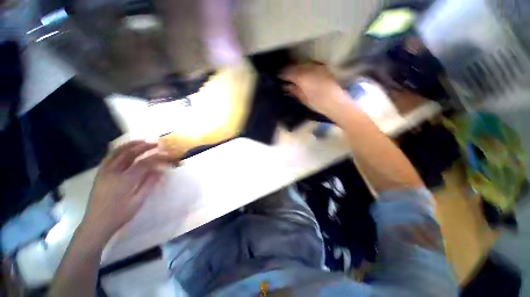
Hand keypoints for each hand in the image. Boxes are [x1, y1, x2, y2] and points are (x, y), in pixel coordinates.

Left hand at [80, 140, 171, 243]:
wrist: (96, 223)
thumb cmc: (119, 215)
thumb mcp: (138, 201)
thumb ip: (149, 184)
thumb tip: (160, 170)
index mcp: (125, 180)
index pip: (144, 163)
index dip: (157, 157)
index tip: (168, 154)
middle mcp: (113, 172)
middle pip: (130, 153)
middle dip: (145, 146)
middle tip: (156, 143)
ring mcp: (104, 172)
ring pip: (117, 152)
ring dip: (131, 144)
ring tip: (142, 141)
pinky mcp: (100, 173)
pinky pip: (109, 157)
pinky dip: (118, 149)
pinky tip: (125, 148)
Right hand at [281, 64, 349, 116]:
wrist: (336, 102)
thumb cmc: (318, 103)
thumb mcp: (303, 98)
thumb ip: (293, 90)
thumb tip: (285, 86)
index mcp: (302, 77)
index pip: (288, 72)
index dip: (281, 73)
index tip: (276, 76)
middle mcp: (309, 69)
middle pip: (294, 66)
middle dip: (287, 69)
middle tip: (282, 74)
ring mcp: (316, 67)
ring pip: (302, 64)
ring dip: (295, 68)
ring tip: (290, 74)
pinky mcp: (323, 68)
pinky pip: (310, 65)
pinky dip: (303, 68)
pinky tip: (301, 73)